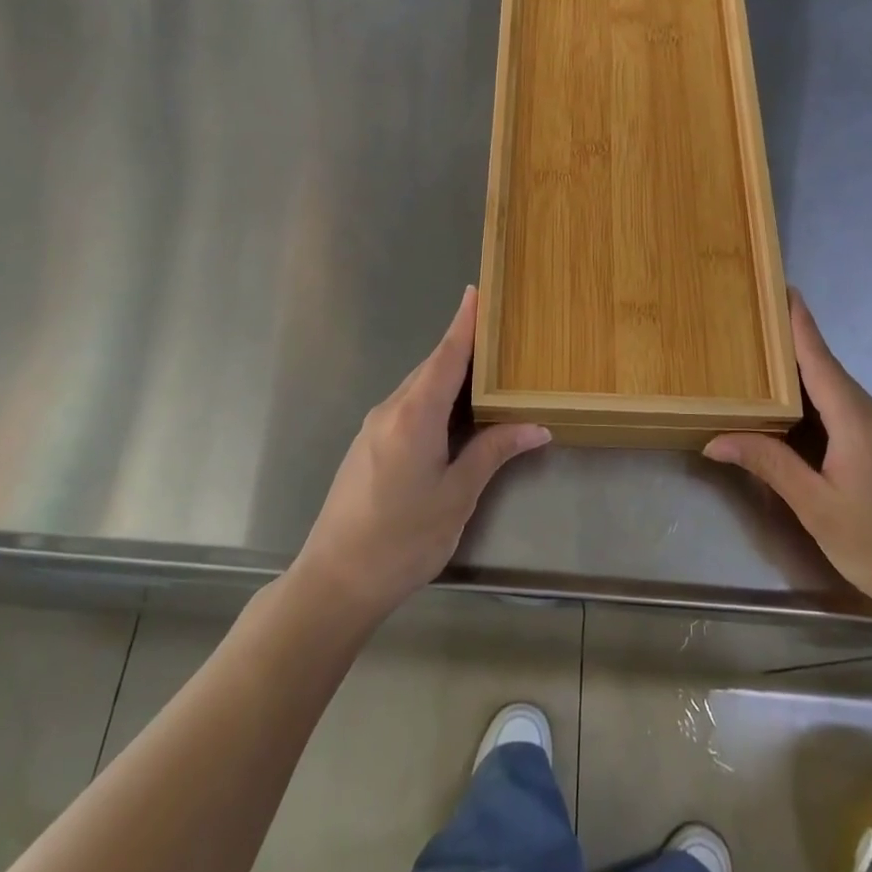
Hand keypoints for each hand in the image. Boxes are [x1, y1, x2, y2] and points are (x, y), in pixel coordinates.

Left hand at [295, 286, 549, 622]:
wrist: (335, 580)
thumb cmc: (403, 538)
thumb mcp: (457, 495)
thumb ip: (493, 452)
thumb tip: (536, 426)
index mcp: (414, 414)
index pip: (445, 356)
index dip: (463, 324)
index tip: (476, 291)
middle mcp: (390, 410)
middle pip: (431, 368)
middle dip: (462, 349)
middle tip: (497, 336)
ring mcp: (373, 428)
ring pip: (418, 389)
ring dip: (448, 377)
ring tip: (484, 373)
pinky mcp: (366, 446)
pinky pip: (406, 407)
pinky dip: (432, 399)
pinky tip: (452, 415)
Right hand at [703, 290, 871, 632]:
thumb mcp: (816, 507)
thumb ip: (768, 465)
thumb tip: (715, 439)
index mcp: (858, 420)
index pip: (820, 358)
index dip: (799, 322)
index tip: (783, 287)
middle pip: (829, 375)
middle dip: (791, 355)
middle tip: (751, 340)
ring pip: (842, 400)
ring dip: (806, 389)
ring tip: (765, 383)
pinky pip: (855, 419)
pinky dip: (825, 413)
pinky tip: (804, 430)